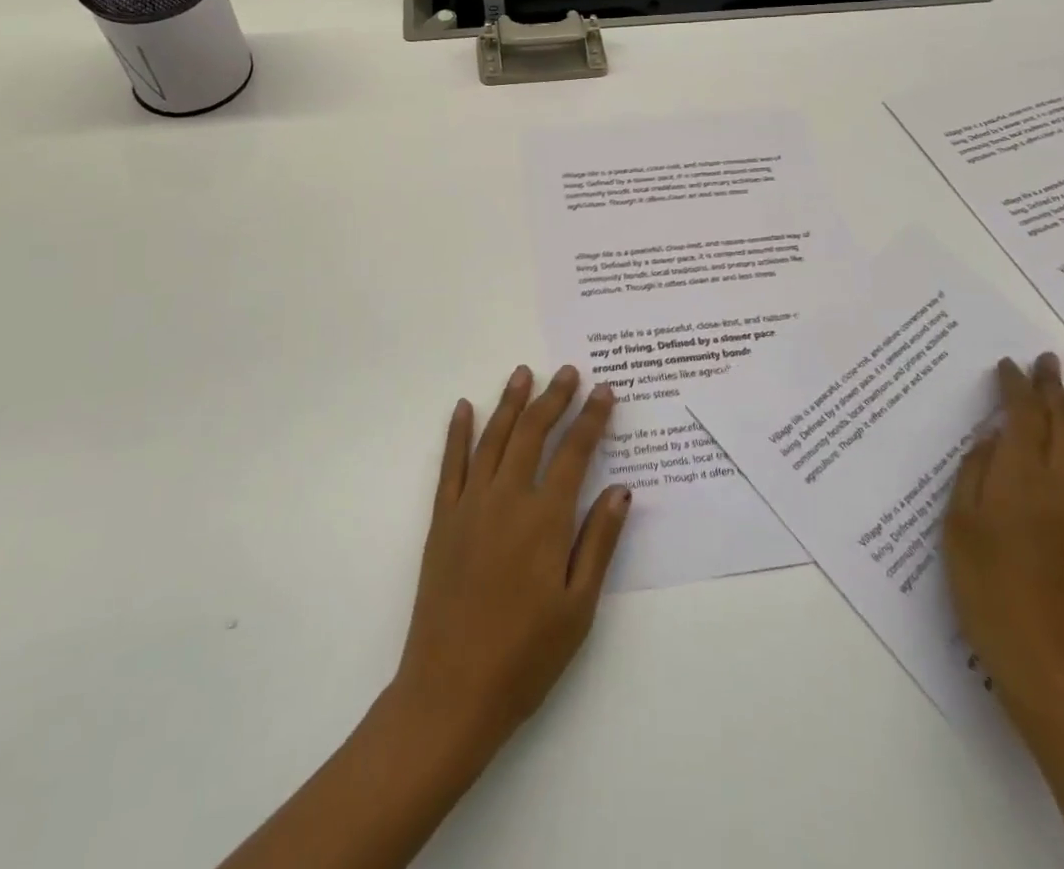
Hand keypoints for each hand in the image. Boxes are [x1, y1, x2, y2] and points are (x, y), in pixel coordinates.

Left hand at [387, 364, 632, 773]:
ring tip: (523, 373)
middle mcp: (507, 499)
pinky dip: (457, 432)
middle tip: (568, 371)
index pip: (574, 453)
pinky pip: (450, 464)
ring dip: (510, 402)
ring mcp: (469, 505)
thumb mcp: (578, 607)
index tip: (604, 391)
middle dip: (553, 398)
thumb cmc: (525, 656)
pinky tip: (464, 407)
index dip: (591, 418)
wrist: (450, 693)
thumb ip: (599, 542)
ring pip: (493, 438)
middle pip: (533, 433)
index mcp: (545, 519)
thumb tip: (621, 489)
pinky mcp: (442, 519)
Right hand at [944, 352, 1063, 716]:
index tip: (1007, 364)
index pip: (1023, 418)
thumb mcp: (960, 522)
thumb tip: (992, 437)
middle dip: (1053, 389)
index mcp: (1020, 478)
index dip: (1016, 387)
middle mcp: (1059, 484)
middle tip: (1048, 359)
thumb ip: (975, 473)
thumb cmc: (984, 581)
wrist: (1042, 650)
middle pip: (1062, 425)